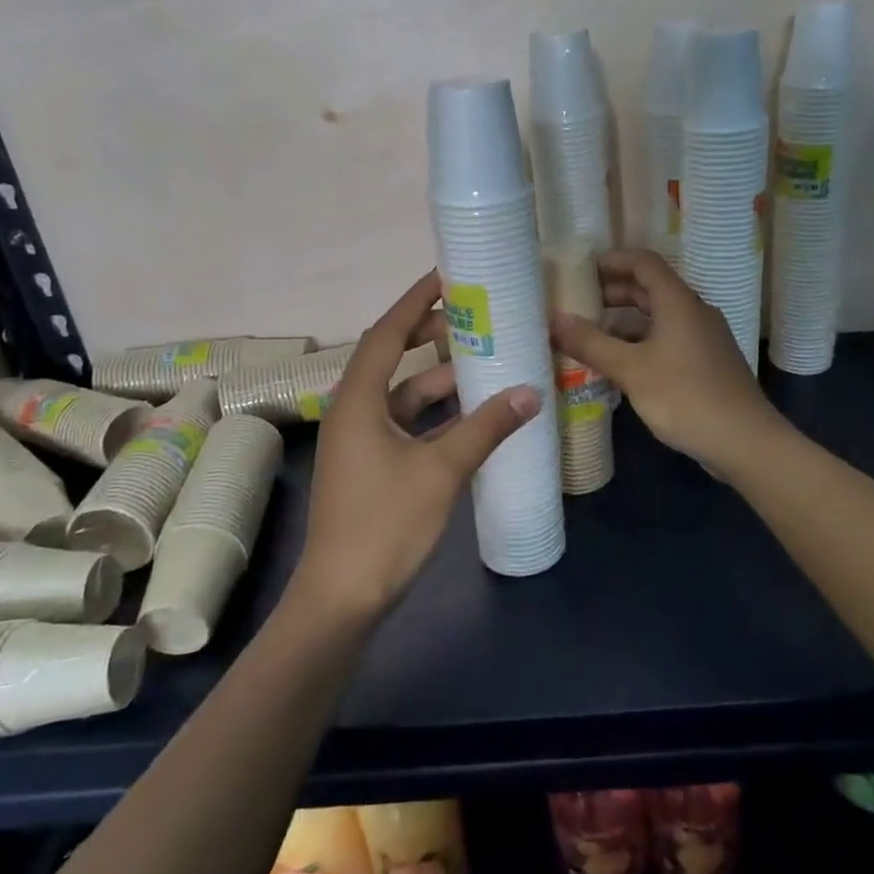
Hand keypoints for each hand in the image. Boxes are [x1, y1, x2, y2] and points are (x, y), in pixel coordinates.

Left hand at [291, 271, 540, 620]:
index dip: (415, 301)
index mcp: (358, 401)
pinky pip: (406, 424)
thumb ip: (486, 428)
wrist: (342, 597)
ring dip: (439, 379)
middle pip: (392, 358)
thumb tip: (530, 392)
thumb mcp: (441, 471)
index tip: (447, 276)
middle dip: (430, 335)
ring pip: (403, 395)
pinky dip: (436, 415)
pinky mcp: (371, 466)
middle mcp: (354, 411)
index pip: (386, 333)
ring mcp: (361, 441)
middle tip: (473, 317)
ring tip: (484, 362)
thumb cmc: (384, 525)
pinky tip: (472, 416)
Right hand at [551, 249, 781, 474]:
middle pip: (652, 289)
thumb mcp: (630, 370)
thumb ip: (591, 343)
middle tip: (580, 304)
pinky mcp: (707, 363)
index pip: (645, 263)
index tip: (583, 270)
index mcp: (678, 302)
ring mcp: (704, 339)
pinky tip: (622, 366)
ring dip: (626, 322)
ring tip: (592, 338)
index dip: (613, 261)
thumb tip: (554, 320)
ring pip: (660, 318)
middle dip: (614, 293)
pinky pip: (669, 340)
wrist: (744, 440)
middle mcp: (694, 312)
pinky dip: (642, 343)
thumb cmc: (684, 396)